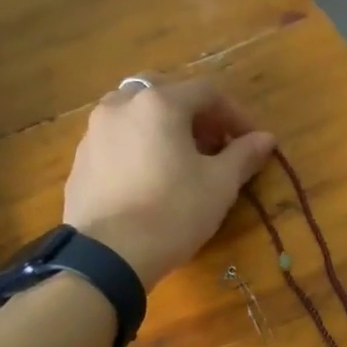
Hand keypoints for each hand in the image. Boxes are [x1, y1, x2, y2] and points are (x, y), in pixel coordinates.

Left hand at [62, 78, 276, 287]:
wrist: (108, 254)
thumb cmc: (173, 213)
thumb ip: (244, 155)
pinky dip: (140, 147)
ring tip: (181, 163)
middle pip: (167, 94)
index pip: (207, 92)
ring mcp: (95, 131)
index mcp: (160, 103)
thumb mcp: (220, 186)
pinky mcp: (80, 160)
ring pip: (137, 115)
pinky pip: (118, 140)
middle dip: (196, 116)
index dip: (236, 115)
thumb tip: (266, 139)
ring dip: (165, 129)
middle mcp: (122, 105)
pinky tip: (150, 180)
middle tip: (214, 147)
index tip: (252, 142)